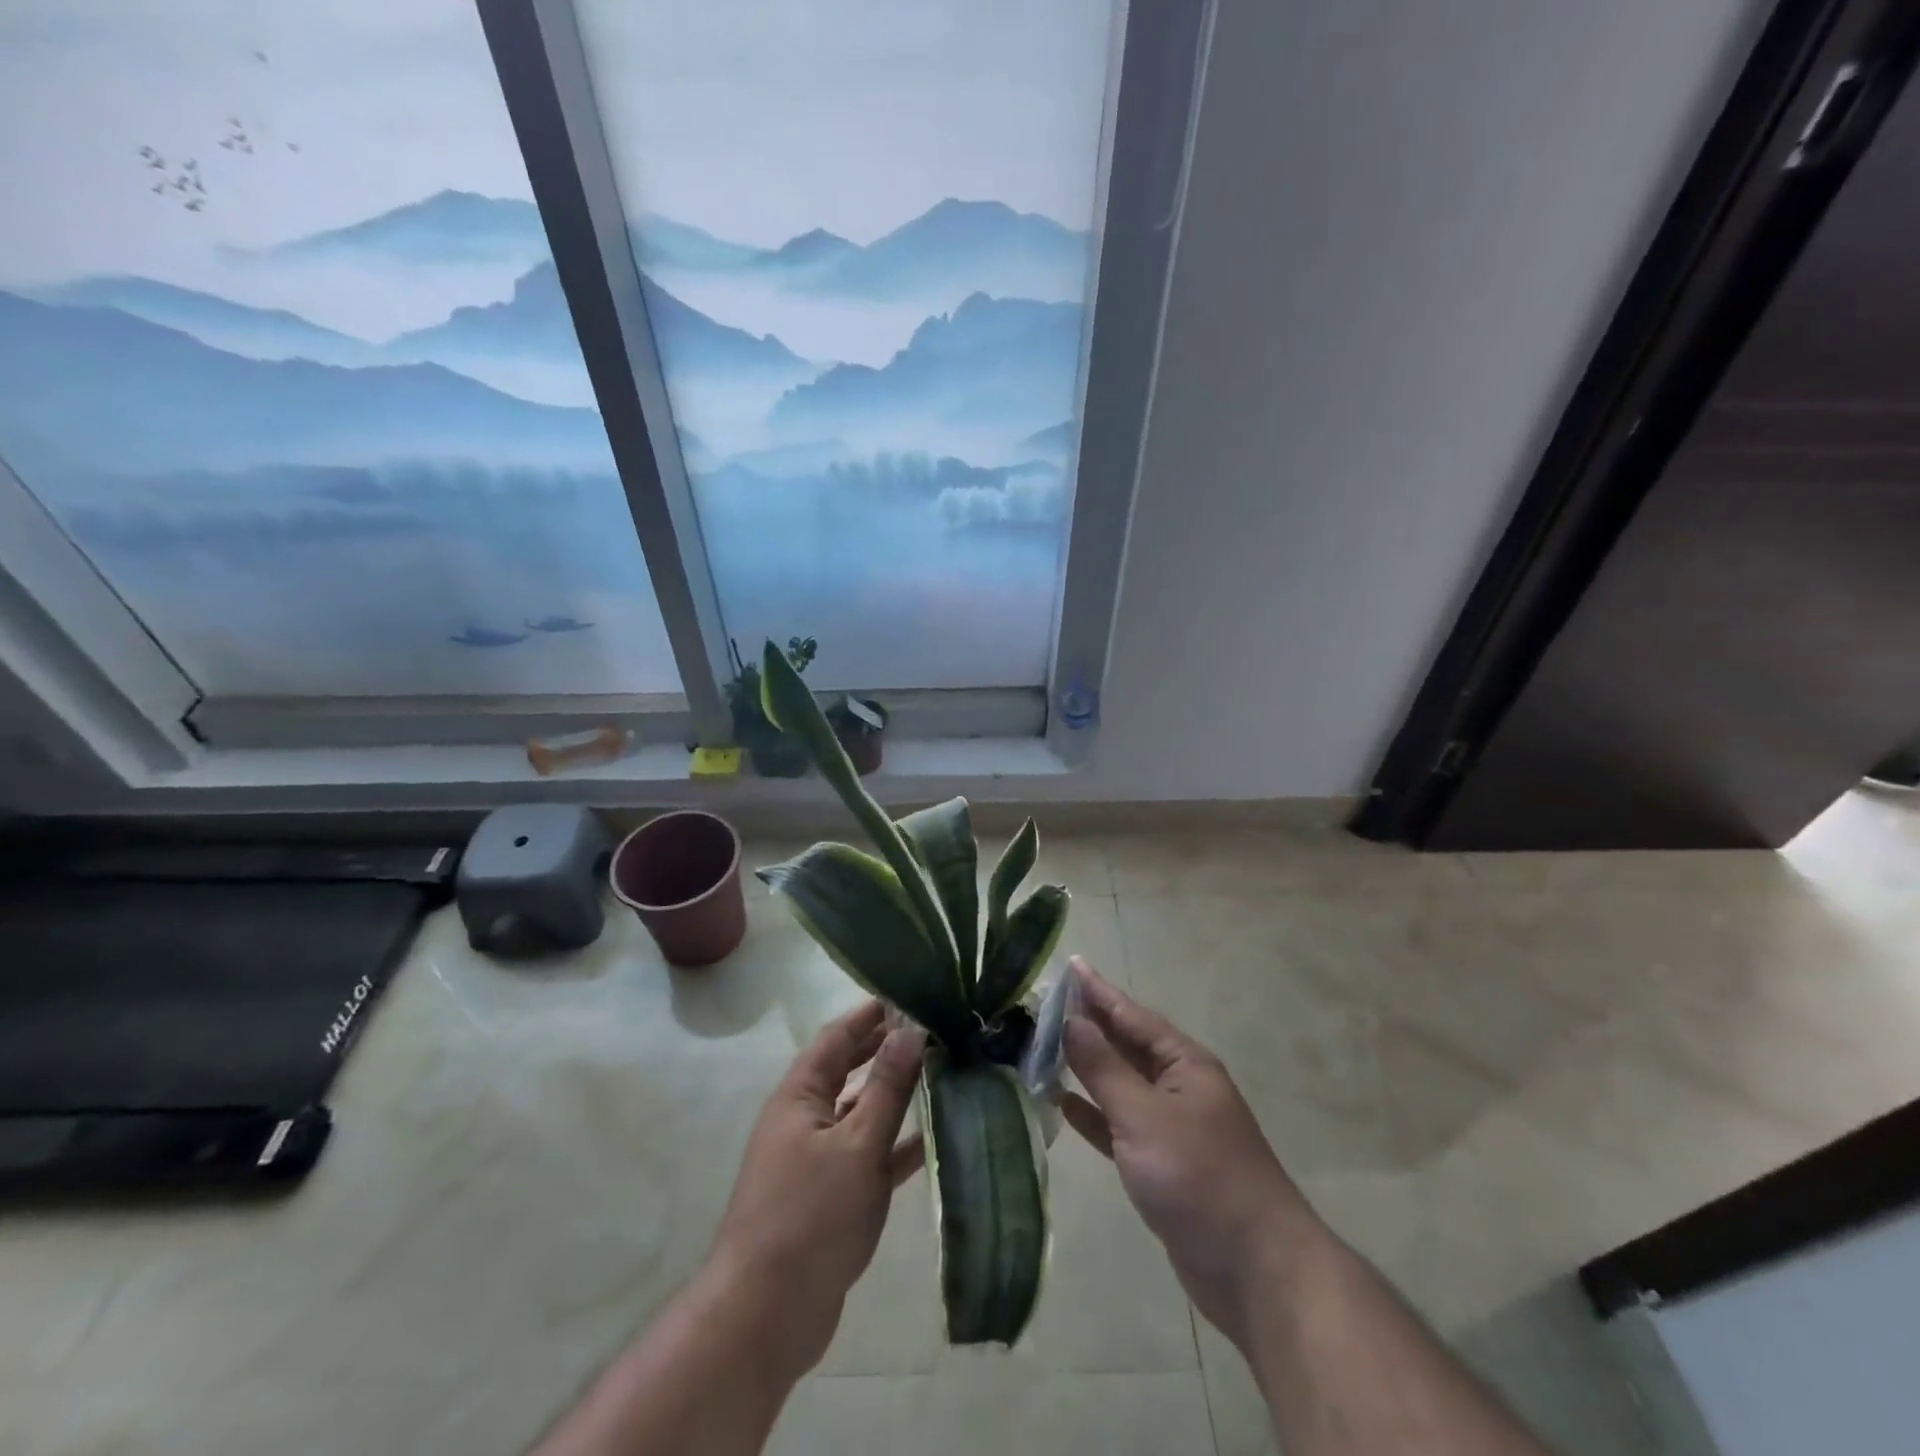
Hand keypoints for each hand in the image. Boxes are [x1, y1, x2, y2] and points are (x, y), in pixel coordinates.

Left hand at [707, 1000, 925, 1379]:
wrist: (765, 1316)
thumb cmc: (810, 1217)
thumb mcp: (856, 1145)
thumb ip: (887, 1087)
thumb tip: (911, 1029)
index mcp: (799, 1095)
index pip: (837, 1037)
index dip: (870, 1014)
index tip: (908, 994)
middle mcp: (804, 1118)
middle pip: (847, 1070)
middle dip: (884, 1049)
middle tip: (930, 1030)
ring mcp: (815, 1159)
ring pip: (860, 1112)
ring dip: (893, 1095)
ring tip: (939, 1075)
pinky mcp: (829, 1196)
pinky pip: (866, 1155)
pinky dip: (895, 1145)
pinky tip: (931, 1140)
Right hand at [1061, 959, 1311, 1350]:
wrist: (1255, 1270)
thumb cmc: (1200, 1177)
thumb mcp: (1144, 1115)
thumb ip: (1104, 1068)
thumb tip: (1071, 1020)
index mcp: (1184, 1063)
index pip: (1132, 1015)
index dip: (1098, 991)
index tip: (1069, 965)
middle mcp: (1178, 1086)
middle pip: (1125, 1045)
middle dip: (1088, 1024)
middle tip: (1043, 1003)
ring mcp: (1170, 1127)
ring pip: (1119, 1084)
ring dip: (1085, 1067)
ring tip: (1042, 1045)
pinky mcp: (1160, 1165)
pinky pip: (1118, 1125)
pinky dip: (1093, 1113)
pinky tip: (1061, 1103)